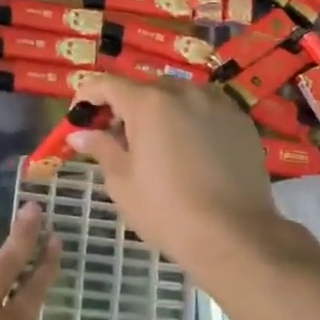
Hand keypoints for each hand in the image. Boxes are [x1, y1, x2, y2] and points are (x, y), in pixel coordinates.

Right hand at [68, 76, 282, 275]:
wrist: (233, 235)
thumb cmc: (166, 210)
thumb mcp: (122, 182)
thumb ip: (101, 148)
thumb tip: (79, 133)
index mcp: (149, 103)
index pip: (107, 84)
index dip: (87, 95)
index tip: (79, 116)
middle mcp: (184, 92)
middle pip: (145, 88)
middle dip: (126, 107)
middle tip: (118, 139)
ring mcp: (218, 103)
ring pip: (179, 96)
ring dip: (161, 111)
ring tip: (159, 145)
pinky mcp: (241, 121)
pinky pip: (206, 110)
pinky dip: (191, 120)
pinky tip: (192, 151)